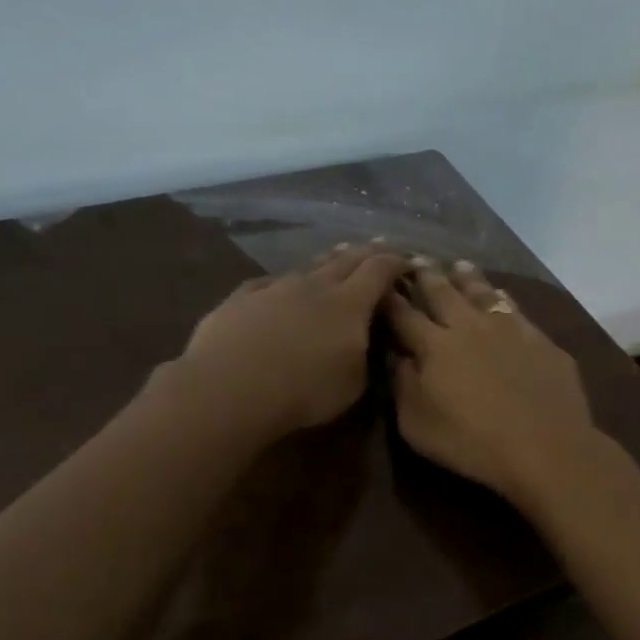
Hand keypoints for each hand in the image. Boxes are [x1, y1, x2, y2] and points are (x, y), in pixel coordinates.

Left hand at [160, 242, 405, 439]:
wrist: (230, 388)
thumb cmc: (304, 391)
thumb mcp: (354, 384)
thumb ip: (365, 355)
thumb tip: (366, 340)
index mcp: (350, 304)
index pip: (380, 271)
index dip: (397, 262)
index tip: (409, 261)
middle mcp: (315, 285)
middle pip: (346, 259)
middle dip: (367, 252)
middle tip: (380, 248)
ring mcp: (276, 287)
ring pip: (309, 266)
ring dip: (328, 261)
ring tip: (338, 256)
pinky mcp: (242, 298)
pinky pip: (270, 282)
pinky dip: (285, 282)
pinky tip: (282, 285)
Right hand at [384, 259, 600, 505]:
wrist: (545, 446)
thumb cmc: (472, 442)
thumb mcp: (418, 425)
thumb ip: (403, 386)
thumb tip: (399, 356)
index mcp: (435, 346)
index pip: (404, 315)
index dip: (390, 299)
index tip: (381, 283)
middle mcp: (469, 326)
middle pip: (443, 293)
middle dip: (426, 276)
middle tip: (417, 259)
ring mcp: (509, 328)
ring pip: (482, 292)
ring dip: (467, 277)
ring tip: (459, 264)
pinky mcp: (540, 339)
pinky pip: (515, 308)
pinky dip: (502, 297)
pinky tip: (502, 294)